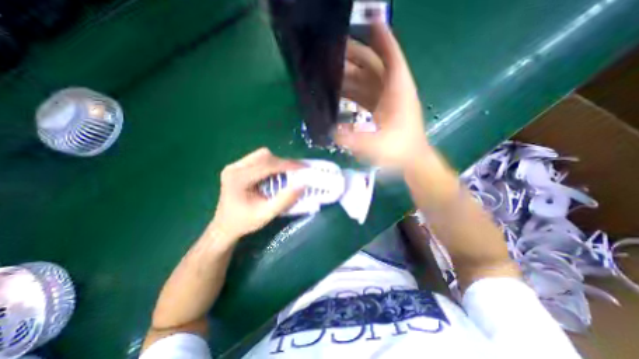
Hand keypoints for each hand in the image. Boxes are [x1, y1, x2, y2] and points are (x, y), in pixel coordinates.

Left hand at [207, 147, 302, 242]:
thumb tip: (303, 185)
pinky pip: (258, 159)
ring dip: (277, 163)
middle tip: (296, 172)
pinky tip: (275, 175)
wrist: (225, 226)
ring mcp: (234, 166)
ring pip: (262, 155)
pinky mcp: (237, 167)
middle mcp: (234, 168)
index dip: (288, 164)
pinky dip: (270, 165)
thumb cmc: (244, 222)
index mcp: (238, 179)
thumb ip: (285, 200)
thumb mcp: (266, 214)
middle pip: (264, 156)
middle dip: (282, 163)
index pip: (267, 165)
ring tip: (287, 174)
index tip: (304, 167)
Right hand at [335, 22, 428, 170]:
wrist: (411, 161)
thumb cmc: (398, 150)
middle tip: (334, 50)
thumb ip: (351, 138)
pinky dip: (353, 91)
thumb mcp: (374, 145)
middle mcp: (393, 90)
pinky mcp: (382, 109)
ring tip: (331, 72)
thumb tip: (331, 131)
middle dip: (356, 56)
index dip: (382, 38)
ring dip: (351, 75)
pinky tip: (340, 93)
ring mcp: (387, 100)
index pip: (391, 57)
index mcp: (397, 90)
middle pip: (374, 65)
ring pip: (368, 80)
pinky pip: (365, 94)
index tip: (370, 22)